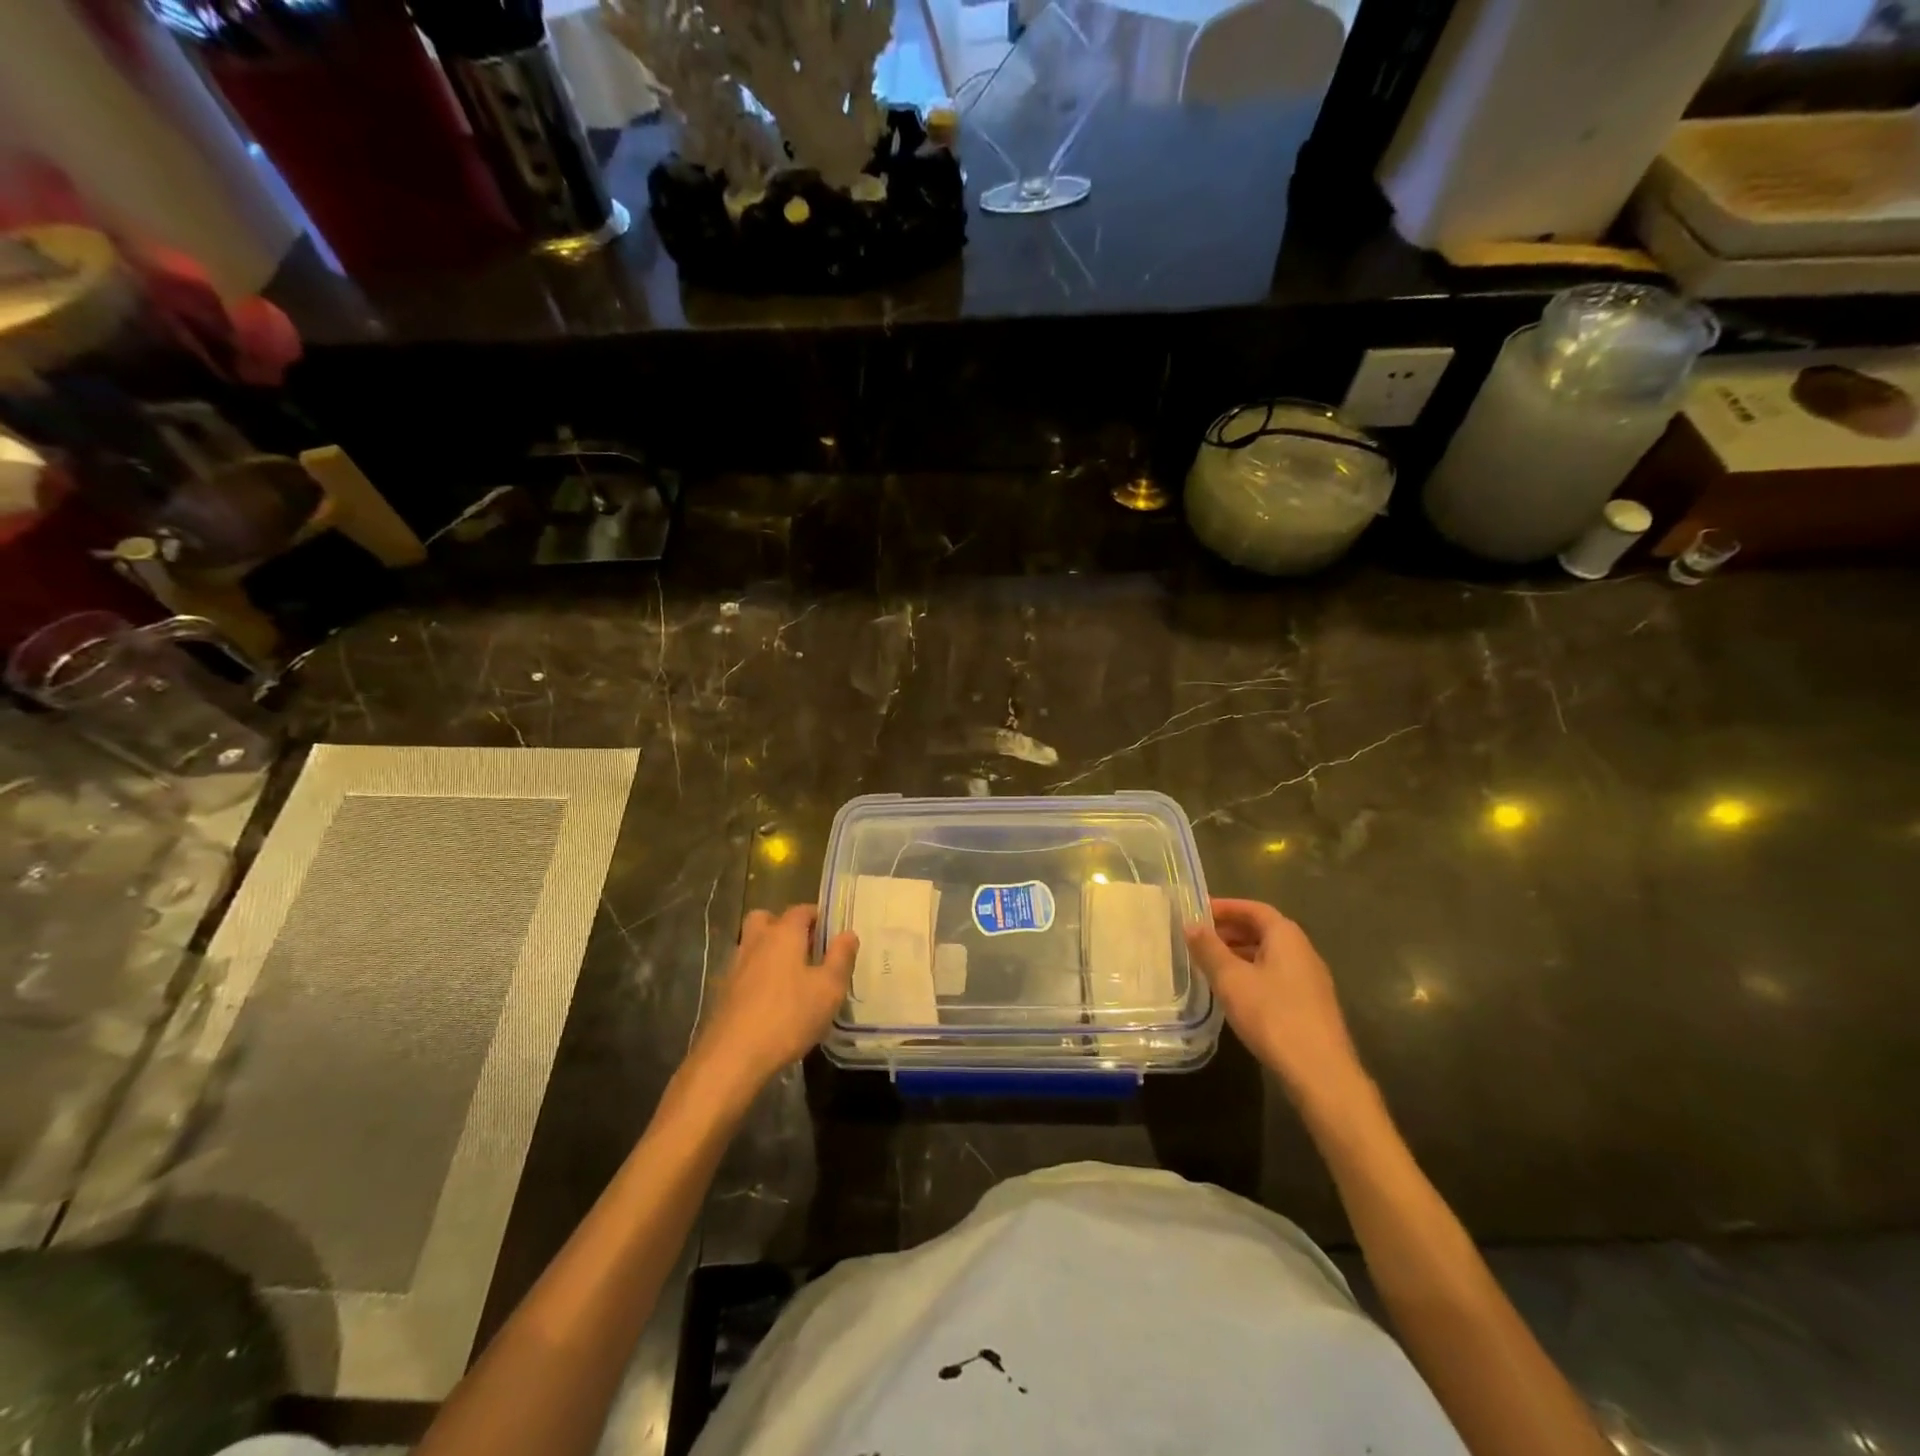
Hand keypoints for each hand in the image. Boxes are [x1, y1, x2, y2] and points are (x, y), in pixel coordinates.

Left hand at [690, 906, 856, 1094]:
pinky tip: (771, 1000)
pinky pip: (744, 971)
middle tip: (805, 948)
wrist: (733, 1057)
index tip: (831, 933)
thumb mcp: (828, 989)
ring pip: (752, 945)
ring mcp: (735, 966)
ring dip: (768, 951)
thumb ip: (841, 958)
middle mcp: (756, 942)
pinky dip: (757, 976)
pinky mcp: (723, 992)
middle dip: (784, 926)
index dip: (817, 917)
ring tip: (791, 977)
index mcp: (783, 934)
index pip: (801, 910)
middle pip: (766, 919)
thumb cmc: (789, 1016)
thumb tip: (848, 933)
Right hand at [1185, 898, 1368, 1110]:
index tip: (1197, 912)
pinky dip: (1252, 974)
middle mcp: (1303, 951)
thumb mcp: (1231, 979)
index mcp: (1286, 936)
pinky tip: (1235, 993)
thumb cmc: (1272, 1015)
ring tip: (1210, 965)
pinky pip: (1276, 976)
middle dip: (1230, 931)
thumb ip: (1209, 949)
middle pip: (1263, 930)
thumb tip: (1190, 924)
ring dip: (1239, 954)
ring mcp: (1310, 980)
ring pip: (1269, 955)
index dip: (1225, 907)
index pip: (1254, 909)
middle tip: (1199, 938)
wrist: (1321, 1072)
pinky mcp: (1311, 1005)